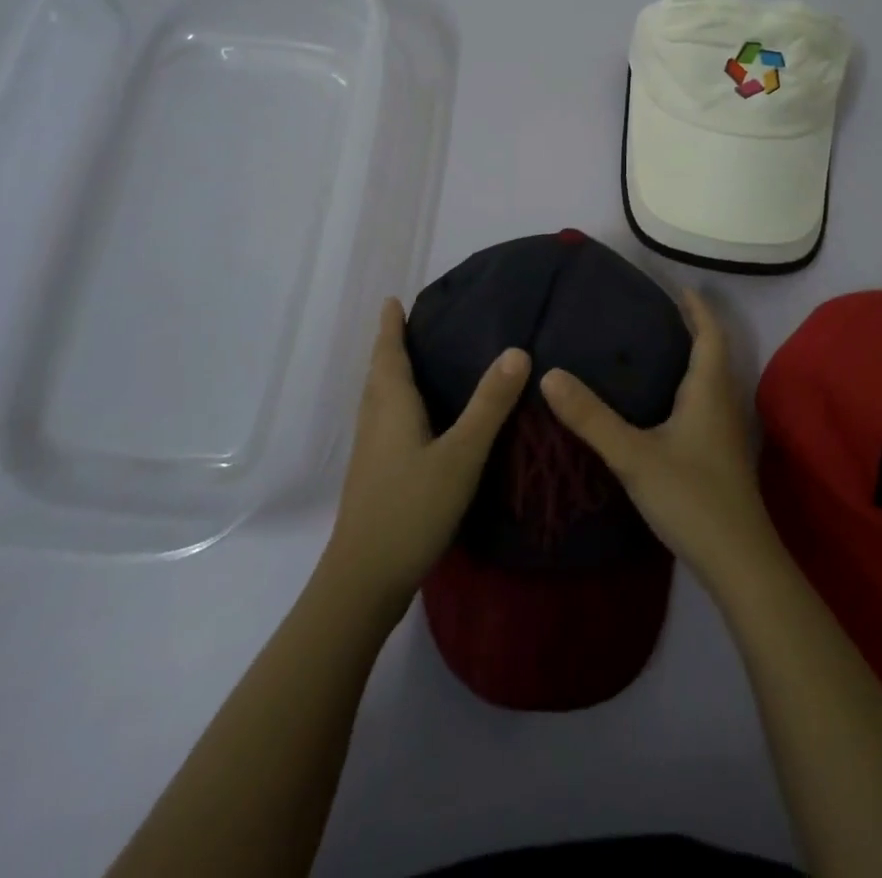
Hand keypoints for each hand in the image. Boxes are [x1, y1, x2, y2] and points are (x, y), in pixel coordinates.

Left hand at [324, 299, 530, 614]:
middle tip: (409, 325)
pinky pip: (384, 422)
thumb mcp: (461, 454)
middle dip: (389, 347)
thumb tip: (516, 350)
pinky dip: (396, 404)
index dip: (390, 327)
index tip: (392, 301)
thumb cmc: (412, 507)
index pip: (388, 354)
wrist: (365, 579)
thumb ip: (489, 404)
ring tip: (413, 363)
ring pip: (378, 400)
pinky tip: (417, 421)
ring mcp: (370, 452)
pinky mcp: (374, 476)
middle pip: (378, 374)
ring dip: (389, 375)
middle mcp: (375, 421)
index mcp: (391, 406)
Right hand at [540, 289, 778, 591]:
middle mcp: (723, 403)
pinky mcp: (721, 455)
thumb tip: (549, 374)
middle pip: (712, 353)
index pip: (710, 334)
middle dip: (691, 329)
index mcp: (709, 390)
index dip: (698, 308)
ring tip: (653, 350)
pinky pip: (705, 404)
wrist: (738, 561)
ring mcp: (725, 432)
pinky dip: (687, 388)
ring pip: (710, 381)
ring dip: (690, 359)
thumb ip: (591, 417)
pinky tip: (661, 405)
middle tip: (654, 313)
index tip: (678, 286)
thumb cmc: (691, 497)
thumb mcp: (634, 455)